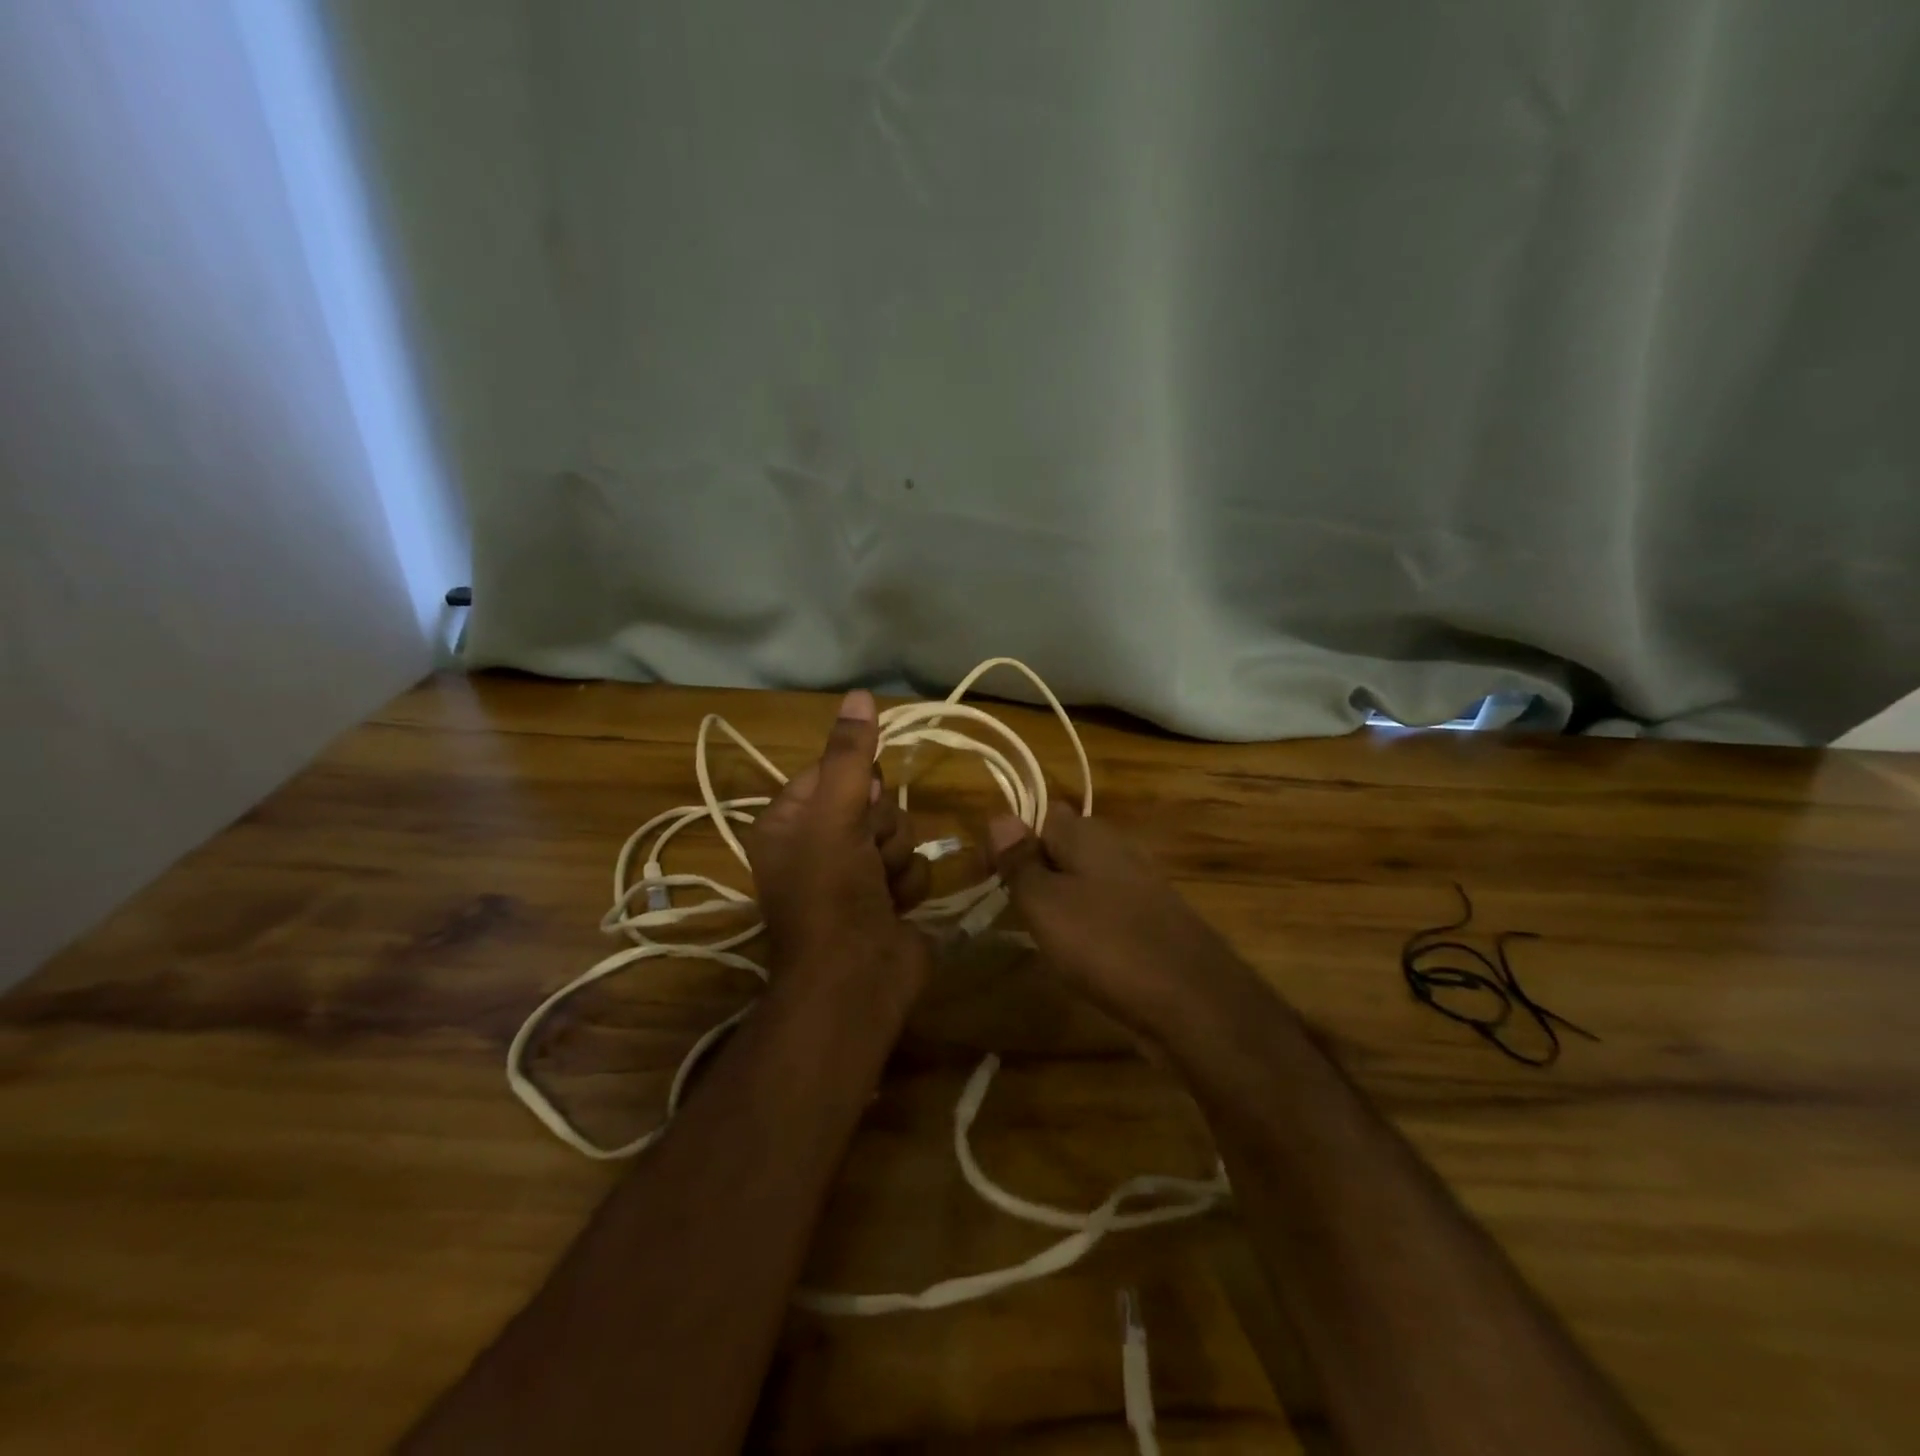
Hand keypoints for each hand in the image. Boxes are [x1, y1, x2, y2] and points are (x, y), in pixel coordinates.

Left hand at [745, 691, 930, 993]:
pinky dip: (907, 887)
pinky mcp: (886, 899)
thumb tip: (859, 694)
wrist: (855, 981)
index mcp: (789, 821)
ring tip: (879, 889)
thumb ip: (849, 755)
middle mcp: (819, 843)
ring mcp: (854, 874)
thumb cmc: (830, 893)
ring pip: (899, 833)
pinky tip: (895, 908)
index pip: (834, 771)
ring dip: (896, 859)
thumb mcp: (834, 815)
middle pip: (873, 801)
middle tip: (865, 854)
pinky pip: (912, 867)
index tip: (858, 803)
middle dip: (880, 827)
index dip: (855, 785)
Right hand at [988, 812, 1258, 1042]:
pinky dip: (1086, 924)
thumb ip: (1020, 860)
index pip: (1040, 814)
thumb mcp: (1046, 903)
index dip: (1010, 839)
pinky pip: (1105, 908)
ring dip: (1058, 899)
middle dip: (1033, 870)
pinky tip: (1079, 954)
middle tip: (1011, 908)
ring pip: (1083, 879)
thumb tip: (999, 816)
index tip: (987, 877)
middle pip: (1062, 845)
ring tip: (1039, 934)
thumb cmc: (1106, 944)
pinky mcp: (1152, 919)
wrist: (1193, 1001)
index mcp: (1088, 834)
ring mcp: (1139, 884)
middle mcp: (1117, 848)